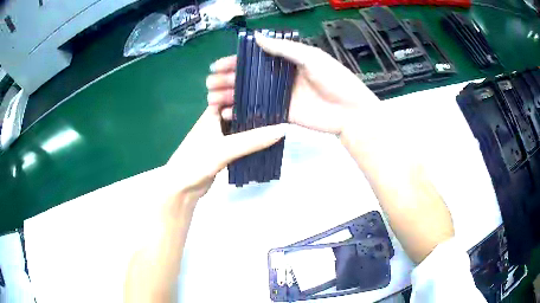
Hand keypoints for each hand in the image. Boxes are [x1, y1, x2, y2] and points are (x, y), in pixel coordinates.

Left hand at [165, 105, 285, 210]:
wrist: (182, 187)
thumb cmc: (197, 161)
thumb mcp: (225, 149)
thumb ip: (253, 140)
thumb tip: (283, 129)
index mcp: (213, 112)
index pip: (237, 97)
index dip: (255, 94)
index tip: (277, 94)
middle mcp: (217, 120)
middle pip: (242, 112)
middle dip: (259, 112)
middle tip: (284, 110)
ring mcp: (221, 136)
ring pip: (243, 128)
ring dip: (257, 128)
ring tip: (281, 123)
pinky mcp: (224, 150)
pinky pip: (242, 141)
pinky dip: (253, 141)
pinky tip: (268, 141)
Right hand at [206, 34, 379, 134]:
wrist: (350, 111)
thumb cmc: (334, 79)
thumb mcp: (310, 57)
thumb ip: (284, 48)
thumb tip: (256, 37)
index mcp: (286, 61)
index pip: (254, 59)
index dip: (235, 62)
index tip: (216, 66)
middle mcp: (279, 77)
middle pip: (248, 77)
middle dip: (227, 80)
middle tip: (209, 84)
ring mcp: (279, 96)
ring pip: (249, 94)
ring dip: (230, 96)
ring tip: (211, 99)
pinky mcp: (282, 114)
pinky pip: (258, 112)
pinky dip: (242, 112)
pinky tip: (227, 114)